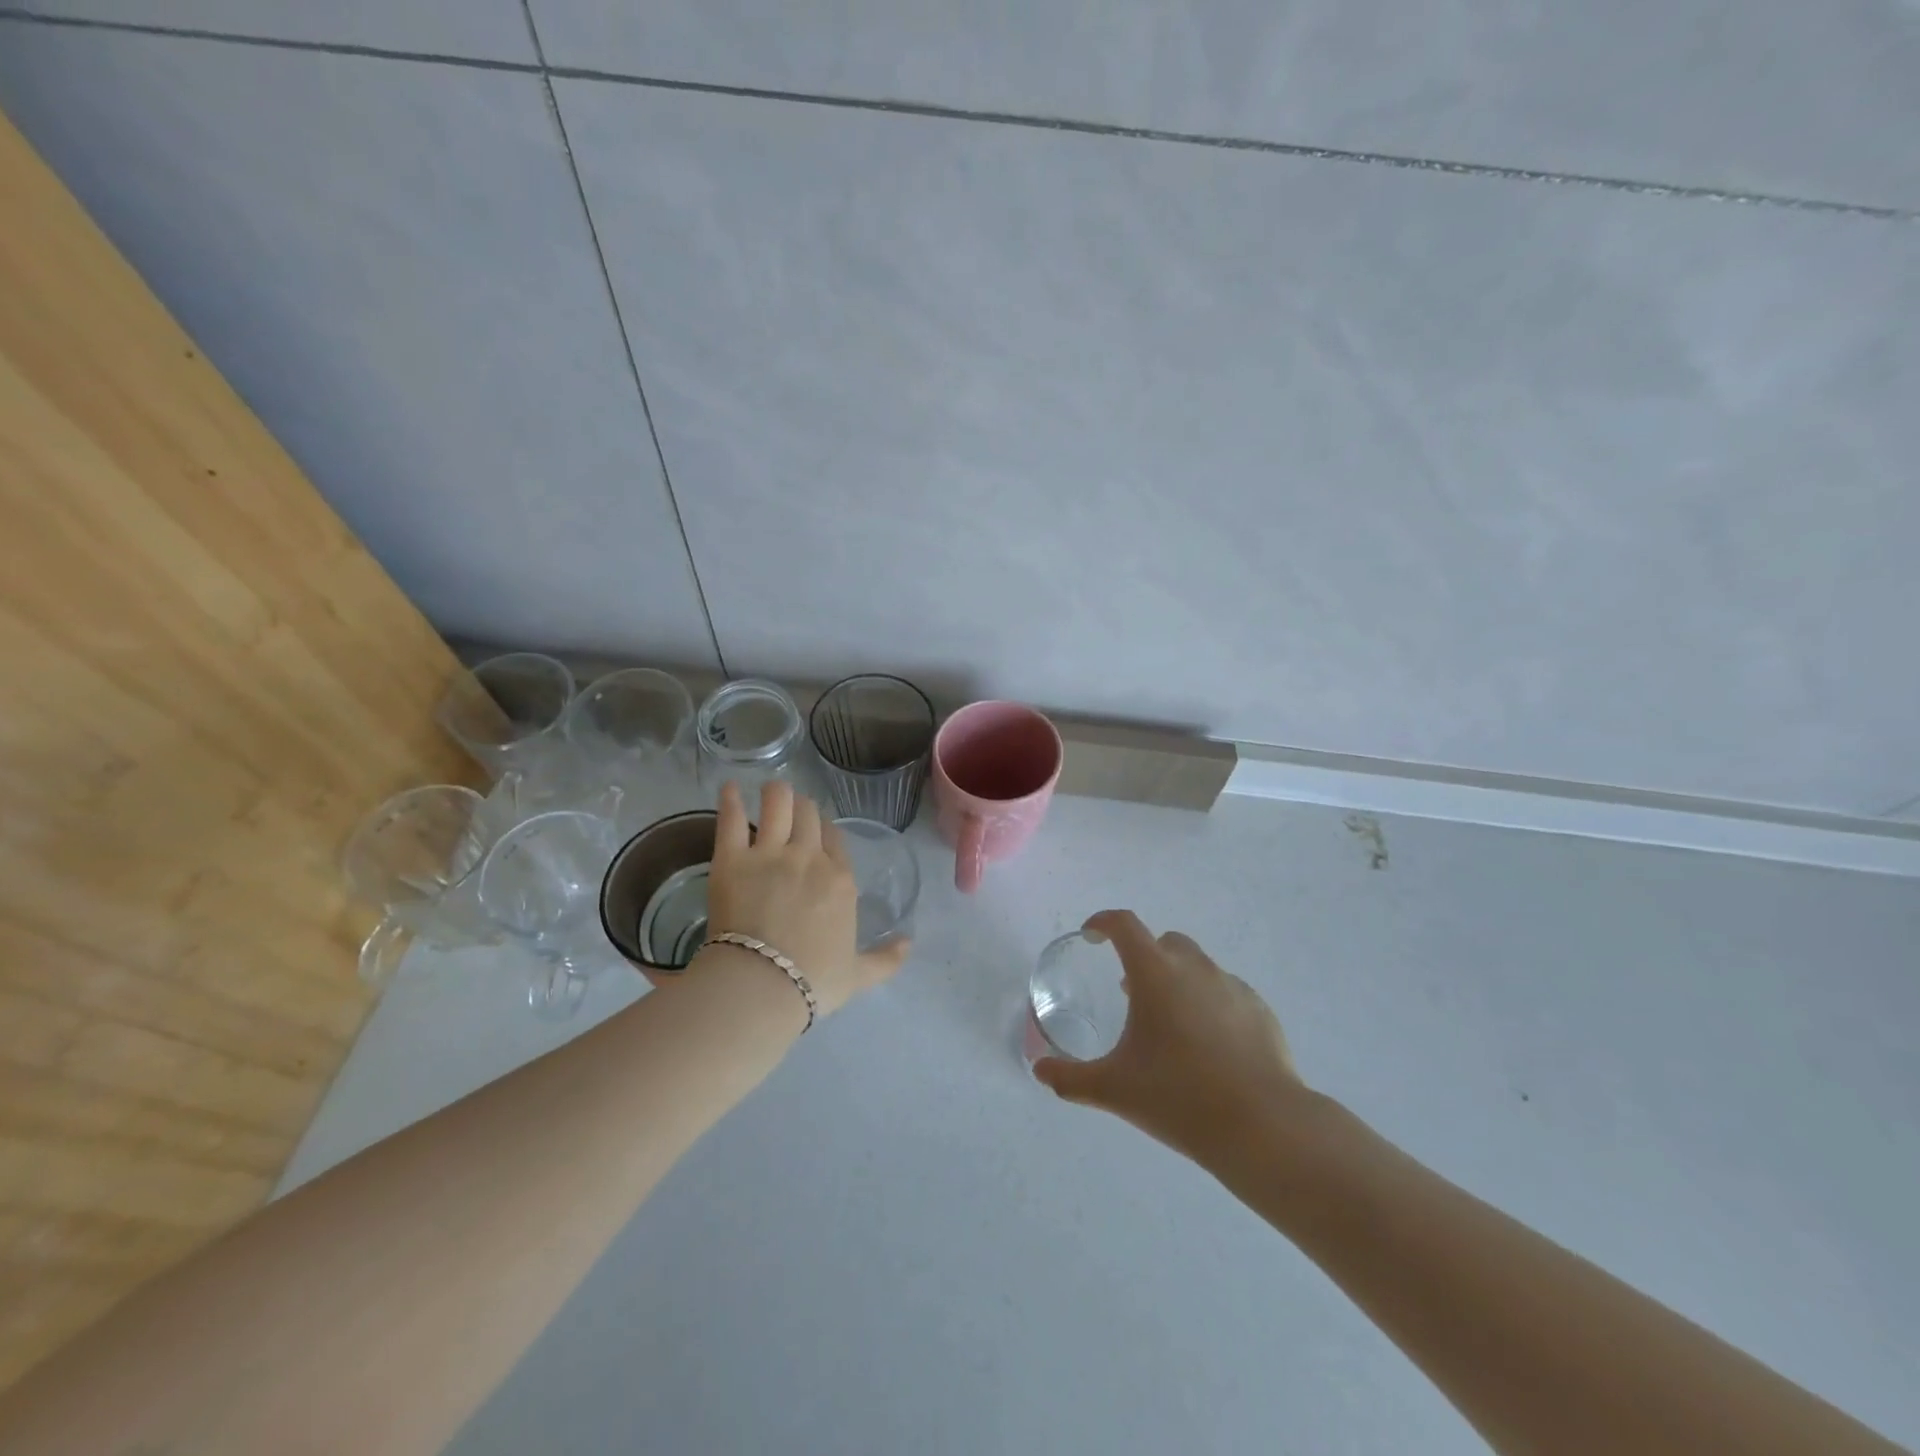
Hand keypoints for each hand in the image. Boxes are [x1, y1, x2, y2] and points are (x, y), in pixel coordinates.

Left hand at [702, 780, 909, 1017]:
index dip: (824, 829)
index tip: (815, 830)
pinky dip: (731, 799)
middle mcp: (809, 857)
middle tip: (791, 809)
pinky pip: (732, 818)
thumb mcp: (857, 975)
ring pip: (777, 804)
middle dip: (801, 806)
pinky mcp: (732, 859)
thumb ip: (886, 959)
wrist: (763, 986)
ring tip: (769, 791)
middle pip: (808, 813)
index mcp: (840, 879)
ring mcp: (770, 854)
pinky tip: (730, 788)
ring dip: (776, 793)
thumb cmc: (813, 981)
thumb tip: (909, 943)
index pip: (834, 837)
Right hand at [1033, 910, 1303, 1161]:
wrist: (1262, 1127)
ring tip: (1171, 1024)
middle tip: (1131, 992)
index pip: (1125, 925)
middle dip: (1144, 956)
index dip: (1103, 923)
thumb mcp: (1114, 1089)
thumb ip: (1070, 1078)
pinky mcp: (1260, 1010)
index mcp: (1155, 974)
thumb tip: (1039, 1072)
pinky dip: (1210, 1004)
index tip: (1092, 936)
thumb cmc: (1179, 1097)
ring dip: (1178, 980)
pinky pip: (1226, 993)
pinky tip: (1209, 1046)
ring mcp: (1232, 986)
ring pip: (1198, 966)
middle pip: (1164, 942)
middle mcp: (1195, 968)